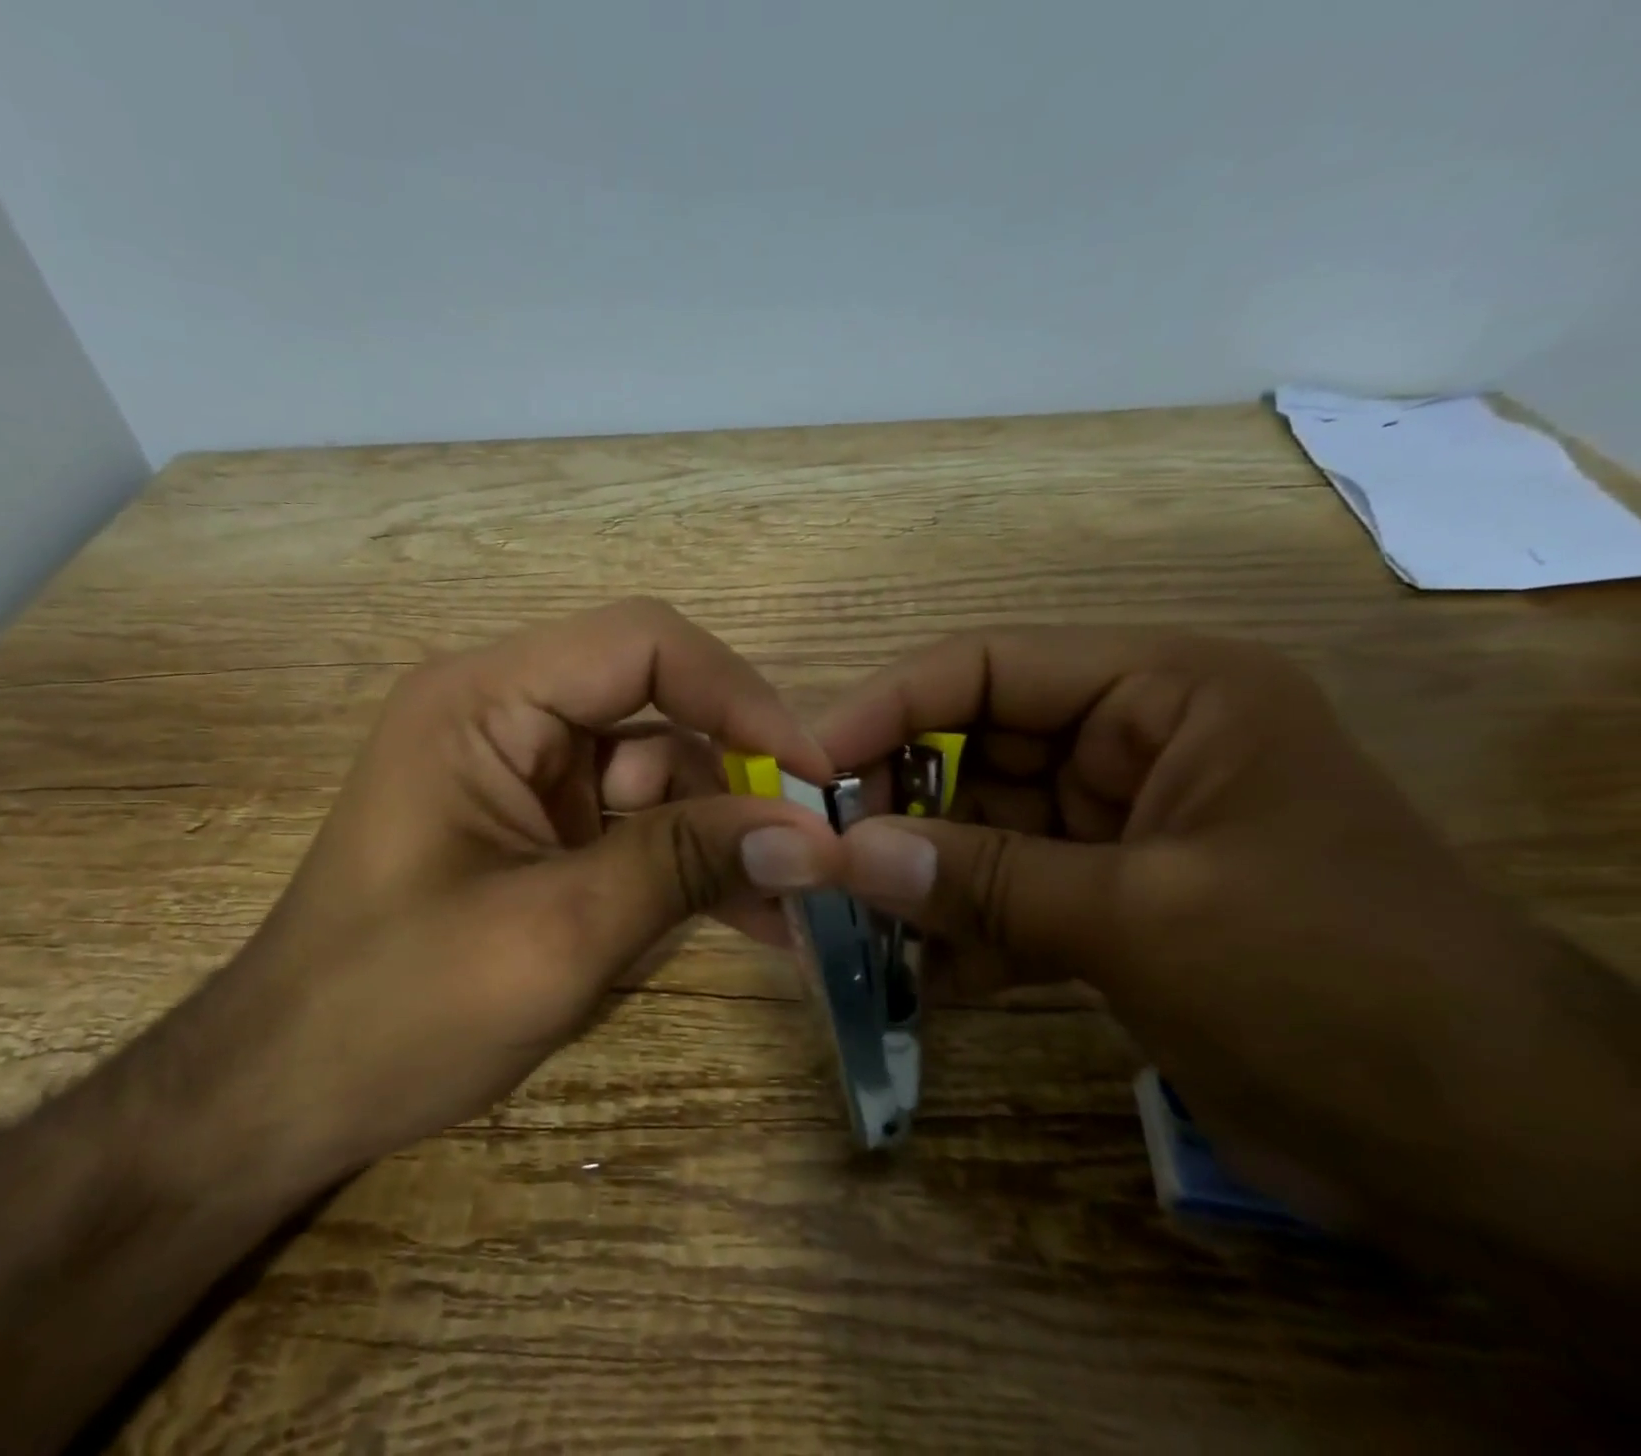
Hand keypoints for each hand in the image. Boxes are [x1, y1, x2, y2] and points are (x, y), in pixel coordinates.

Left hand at [215, 598, 841, 1182]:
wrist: (285, 1095)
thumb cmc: (394, 1012)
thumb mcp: (556, 936)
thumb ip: (683, 866)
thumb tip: (809, 834)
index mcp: (483, 700)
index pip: (642, 644)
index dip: (739, 695)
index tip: (810, 775)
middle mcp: (502, 712)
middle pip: (656, 704)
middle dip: (735, 776)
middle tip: (811, 850)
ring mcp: (520, 770)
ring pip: (656, 768)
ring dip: (719, 832)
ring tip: (785, 908)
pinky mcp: (535, 823)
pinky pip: (632, 819)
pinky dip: (685, 861)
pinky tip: (743, 916)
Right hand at [818, 629, 1640, 1313]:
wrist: (1501, 1160)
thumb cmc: (1340, 990)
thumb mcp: (1143, 920)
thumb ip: (982, 882)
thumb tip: (843, 858)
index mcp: (1163, 694)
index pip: (988, 667)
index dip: (887, 709)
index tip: (808, 769)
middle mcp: (1132, 742)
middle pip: (972, 748)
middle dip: (896, 805)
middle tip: (818, 860)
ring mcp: (1116, 824)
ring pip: (980, 827)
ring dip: (920, 877)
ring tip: (850, 924)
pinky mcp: (1110, 898)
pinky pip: (1006, 892)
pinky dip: (962, 931)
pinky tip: (918, 979)